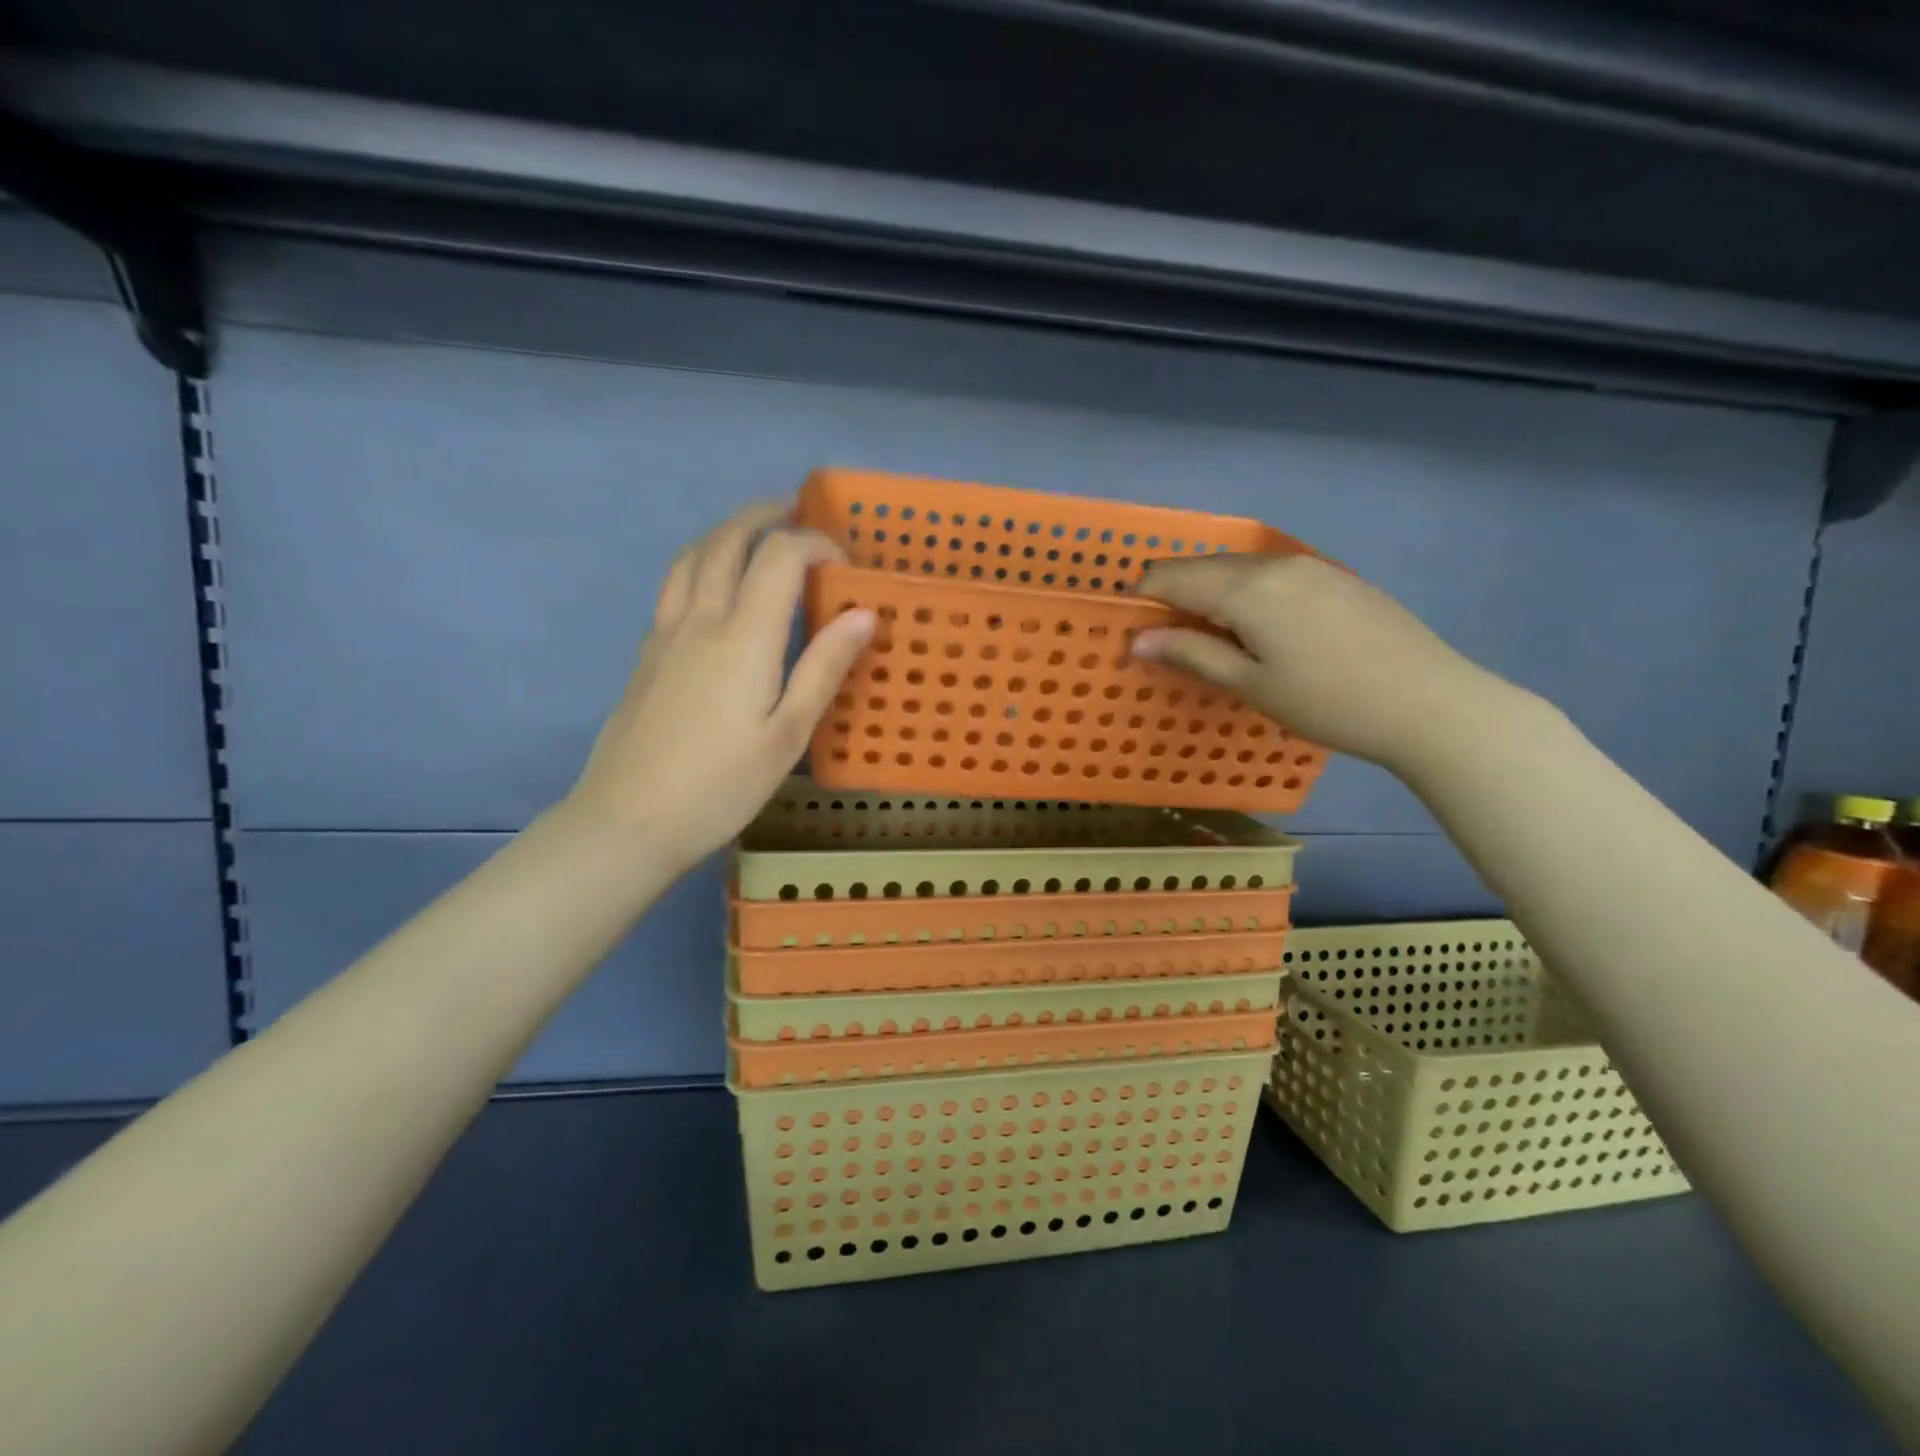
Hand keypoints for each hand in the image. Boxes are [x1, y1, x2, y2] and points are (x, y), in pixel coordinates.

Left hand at [566, 500, 874, 868]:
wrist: (629, 820)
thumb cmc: (722, 784)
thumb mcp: (788, 734)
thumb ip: (824, 668)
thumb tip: (863, 613)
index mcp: (744, 636)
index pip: (780, 557)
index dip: (815, 544)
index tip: (844, 564)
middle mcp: (700, 618)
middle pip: (727, 541)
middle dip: (763, 516)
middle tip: (793, 512)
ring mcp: (665, 633)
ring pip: (692, 556)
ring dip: (725, 531)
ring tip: (753, 532)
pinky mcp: (646, 653)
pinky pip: (673, 584)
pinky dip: (700, 561)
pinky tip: (713, 584)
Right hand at [1131, 552, 1511, 771]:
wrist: (1430, 702)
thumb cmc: (1327, 703)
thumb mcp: (1250, 685)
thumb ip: (1191, 654)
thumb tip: (1136, 639)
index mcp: (1246, 589)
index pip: (1173, 577)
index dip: (1142, 595)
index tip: (1127, 623)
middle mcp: (1274, 564)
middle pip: (1204, 567)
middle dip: (1174, 593)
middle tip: (1162, 635)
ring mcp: (1310, 566)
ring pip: (1239, 569)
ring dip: (1210, 592)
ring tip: (1206, 635)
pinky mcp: (1335, 577)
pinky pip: (1271, 574)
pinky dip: (1245, 593)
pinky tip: (1256, 627)